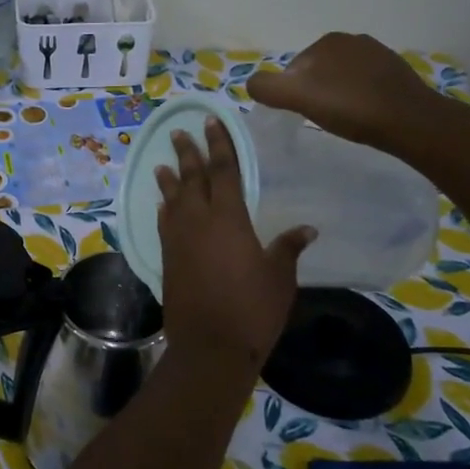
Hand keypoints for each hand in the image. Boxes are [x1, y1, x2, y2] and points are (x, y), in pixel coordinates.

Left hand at [156, 117, 313, 365]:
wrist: (210, 345)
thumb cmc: (253, 309)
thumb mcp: (279, 277)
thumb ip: (288, 248)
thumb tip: (307, 228)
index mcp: (228, 219)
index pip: (223, 171)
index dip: (218, 145)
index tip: (211, 123)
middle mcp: (198, 222)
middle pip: (192, 179)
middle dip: (187, 154)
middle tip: (179, 133)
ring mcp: (178, 240)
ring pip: (172, 200)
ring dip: (169, 180)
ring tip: (163, 164)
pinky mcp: (167, 258)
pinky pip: (164, 224)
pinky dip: (164, 209)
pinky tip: (163, 205)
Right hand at [247, 32, 444, 146]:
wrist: (410, 121)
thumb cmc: (350, 107)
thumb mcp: (297, 97)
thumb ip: (267, 87)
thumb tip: (252, 83)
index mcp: (327, 41)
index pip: (294, 69)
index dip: (293, 93)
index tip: (303, 114)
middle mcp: (353, 40)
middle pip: (318, 72)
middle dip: (316, 92)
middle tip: (323, 118)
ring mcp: (378, 54)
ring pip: (342, 78)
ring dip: (338, 95)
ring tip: (345, 118)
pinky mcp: (397, 72)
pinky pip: (365, 84)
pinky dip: (360, 97)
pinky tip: (365, 115)